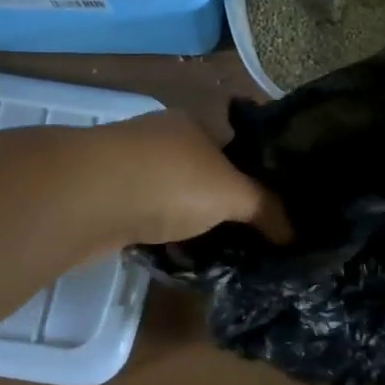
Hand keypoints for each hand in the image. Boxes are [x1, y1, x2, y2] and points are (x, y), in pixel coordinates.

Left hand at [94, 112, 290, 246]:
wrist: (88, 198)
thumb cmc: (170, 180)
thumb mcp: (232, 193)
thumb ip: (265, 208)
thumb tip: (296, 232)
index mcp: (193, 124)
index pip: (233, 145)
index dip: (254, 174)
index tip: (272, 206)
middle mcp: (160, 140)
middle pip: (202, 173)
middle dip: (220, 203)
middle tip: (248, 236)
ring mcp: (128, 170)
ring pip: (171, 199)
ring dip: (189, 222)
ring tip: (218, 254)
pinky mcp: (105, 201)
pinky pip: (146, 221)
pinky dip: (161, 237)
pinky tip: (177, 259)